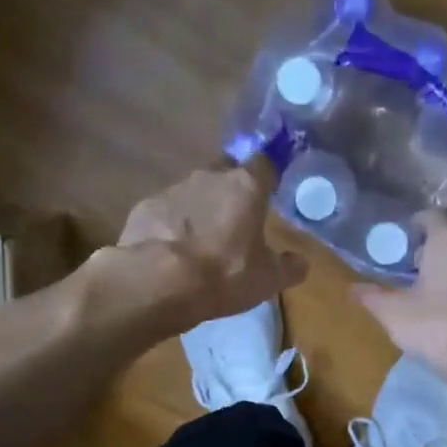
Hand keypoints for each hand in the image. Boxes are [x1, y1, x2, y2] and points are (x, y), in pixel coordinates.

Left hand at [107, 158, 308, 330]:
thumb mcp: (268, 279)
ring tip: (201, 243)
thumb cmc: (224, 274)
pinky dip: (172, 225)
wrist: (159, 282)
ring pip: (194, 192)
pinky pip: (167, 211)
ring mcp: (174, 189)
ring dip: (201, 210)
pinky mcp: (146, 207)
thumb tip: (301, 262)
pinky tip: (172, 251)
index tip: (270, 191)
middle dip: (232, 192)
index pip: (265, 164)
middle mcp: (210, 177)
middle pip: (226, 173)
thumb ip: (288, 267)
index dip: (268, 176)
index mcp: (246, 187)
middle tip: (235, 221)